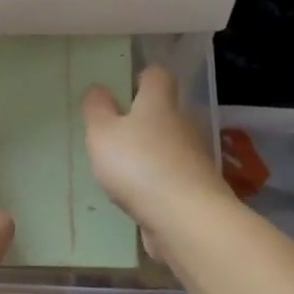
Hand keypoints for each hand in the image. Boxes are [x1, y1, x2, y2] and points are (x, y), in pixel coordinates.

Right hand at [81, 65, 228, 230]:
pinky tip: (137, 195)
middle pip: (165, 111)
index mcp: (159, 103)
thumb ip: (96, 110)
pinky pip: (172, 176)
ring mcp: (193, 158)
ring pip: (169, 145)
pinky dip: (157, 181)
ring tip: (121, 168)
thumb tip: (98, 89)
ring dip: (149, 152)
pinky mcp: (196, 188)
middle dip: (143, 119)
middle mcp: (182, 124)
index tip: (123, 88)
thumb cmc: (138, 165)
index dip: (141, 77)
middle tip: (114, 132)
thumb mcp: (102, 133)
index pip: (157, 75)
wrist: (186, 219)